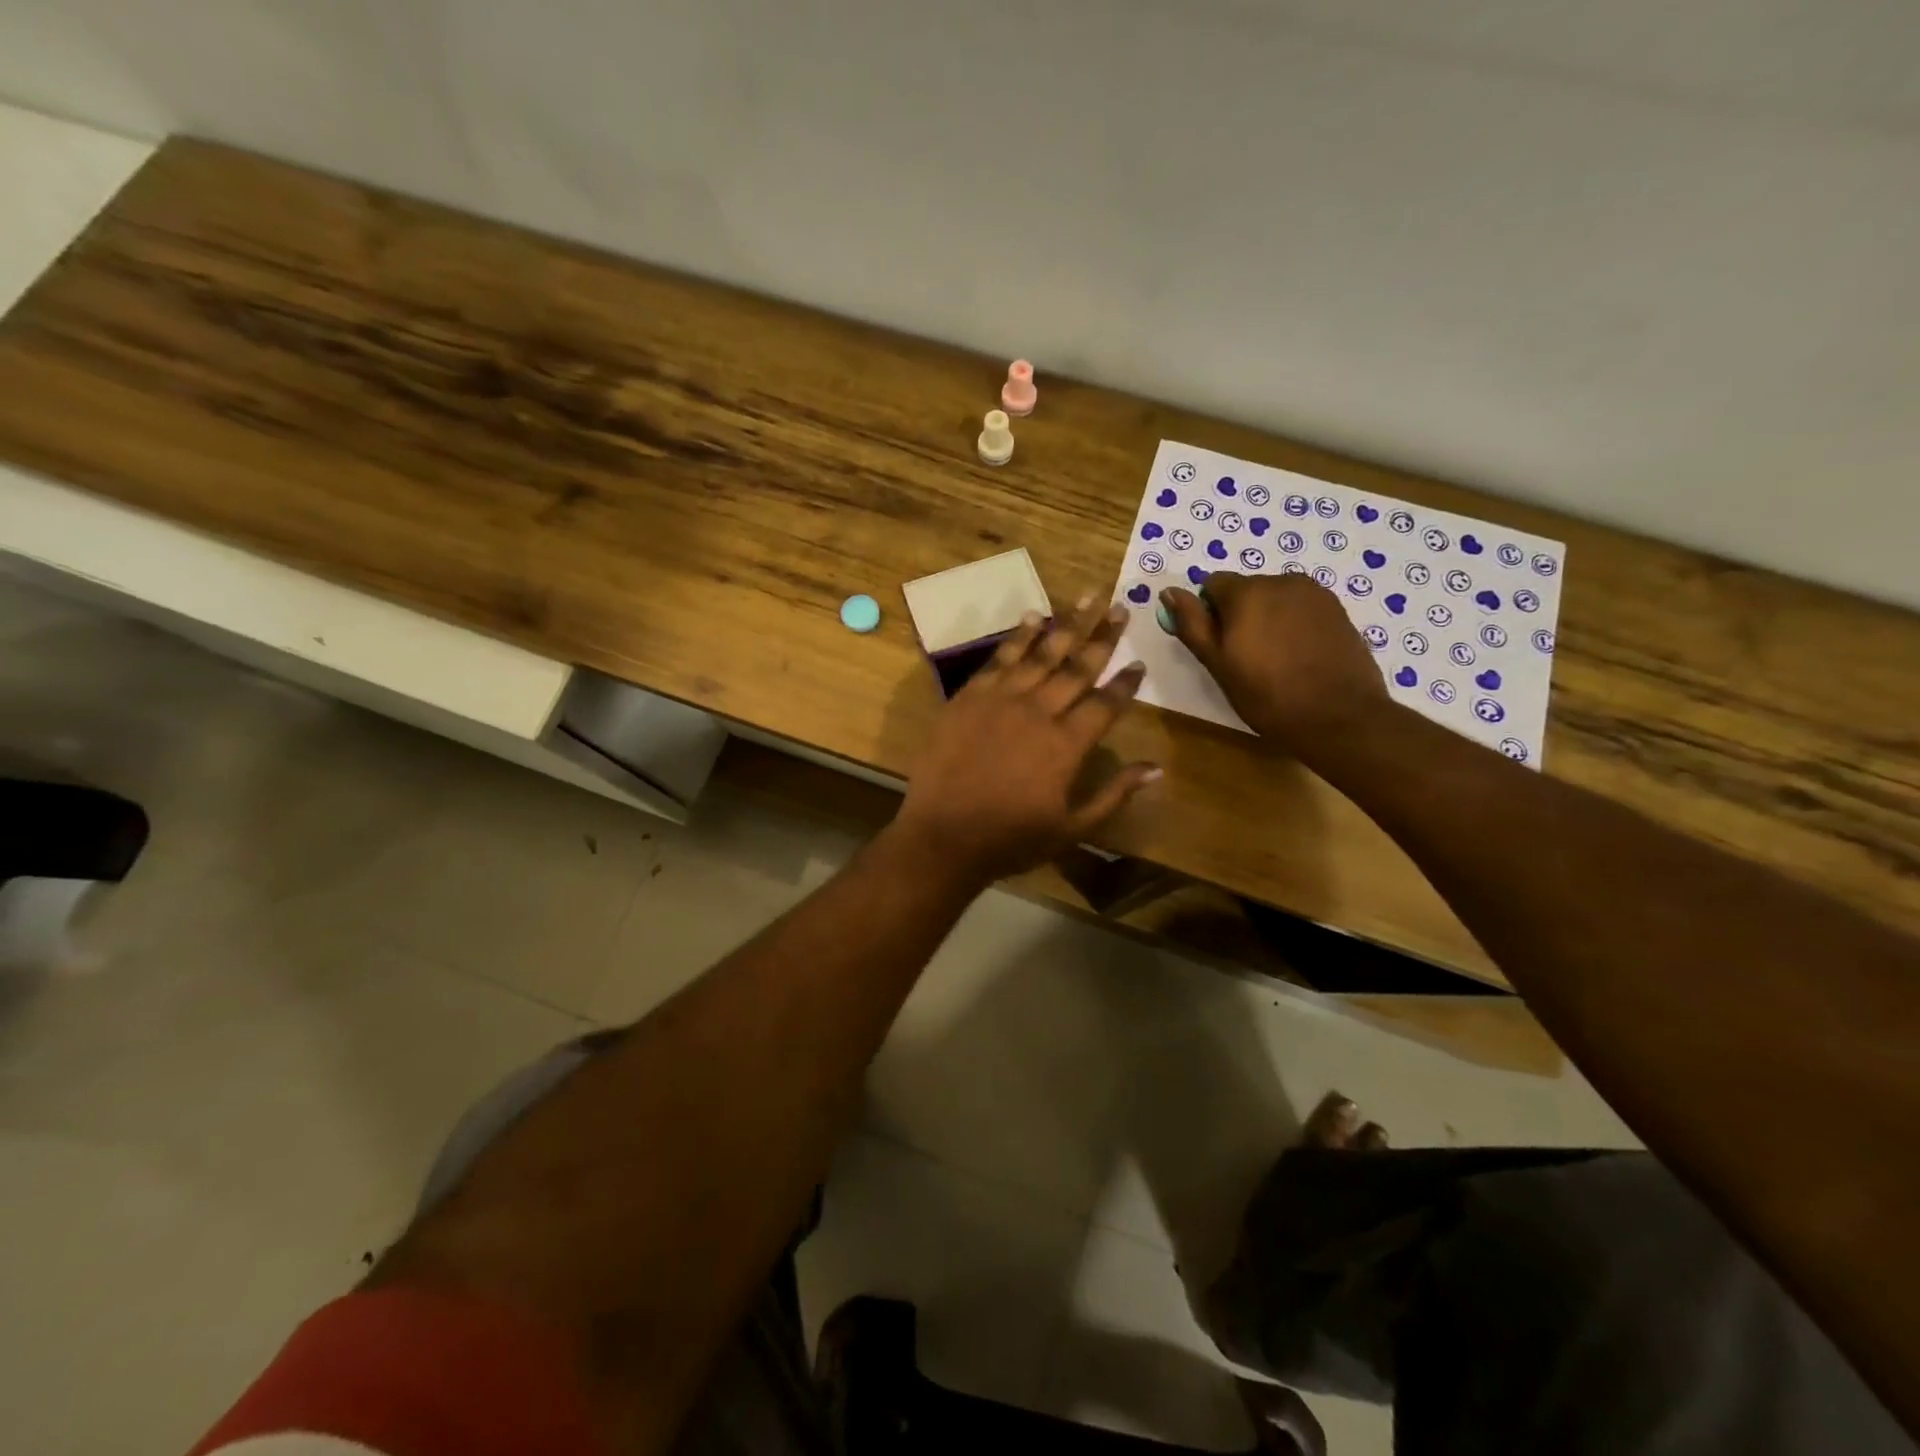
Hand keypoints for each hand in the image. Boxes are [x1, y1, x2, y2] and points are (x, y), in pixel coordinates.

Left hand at [895, 598, 1160, 881]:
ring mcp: (1000, 700)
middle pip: (1077, 667)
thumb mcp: (1072, 828)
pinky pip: (998, 659)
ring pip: (1040, 654)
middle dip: (1103, 636)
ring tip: (1087, 597)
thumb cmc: (1011, 839)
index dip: (1126, 682)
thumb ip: (1114, 794)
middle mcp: (1038, 712)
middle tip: (1121, 607)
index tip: (1140, 661)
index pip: (1105, 703)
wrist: (943, 836)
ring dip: (1066, 624)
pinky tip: (1032, 617)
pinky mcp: (968, 698)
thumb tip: (1156, 768)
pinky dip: (1017, 637)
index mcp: (1066, 744)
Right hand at [1160, 573, 1387, 751]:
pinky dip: (1293, 624)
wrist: (1338, 716)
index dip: (1209, 613)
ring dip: (1267, 618)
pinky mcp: (1337, 608)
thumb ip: (1192, 624)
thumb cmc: (1267, 695)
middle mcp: (1280, 581)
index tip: (1219, 646)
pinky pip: (1300, 607)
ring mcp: (1314, 593)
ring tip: (1276, 658)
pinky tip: (1299, 656)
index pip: (1212, 584)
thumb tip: (1169, 592)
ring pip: (1274, 597)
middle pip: (1245, 589)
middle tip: (1246, 658)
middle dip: (1239, 614)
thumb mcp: (1217, 664)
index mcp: (1246, 592)